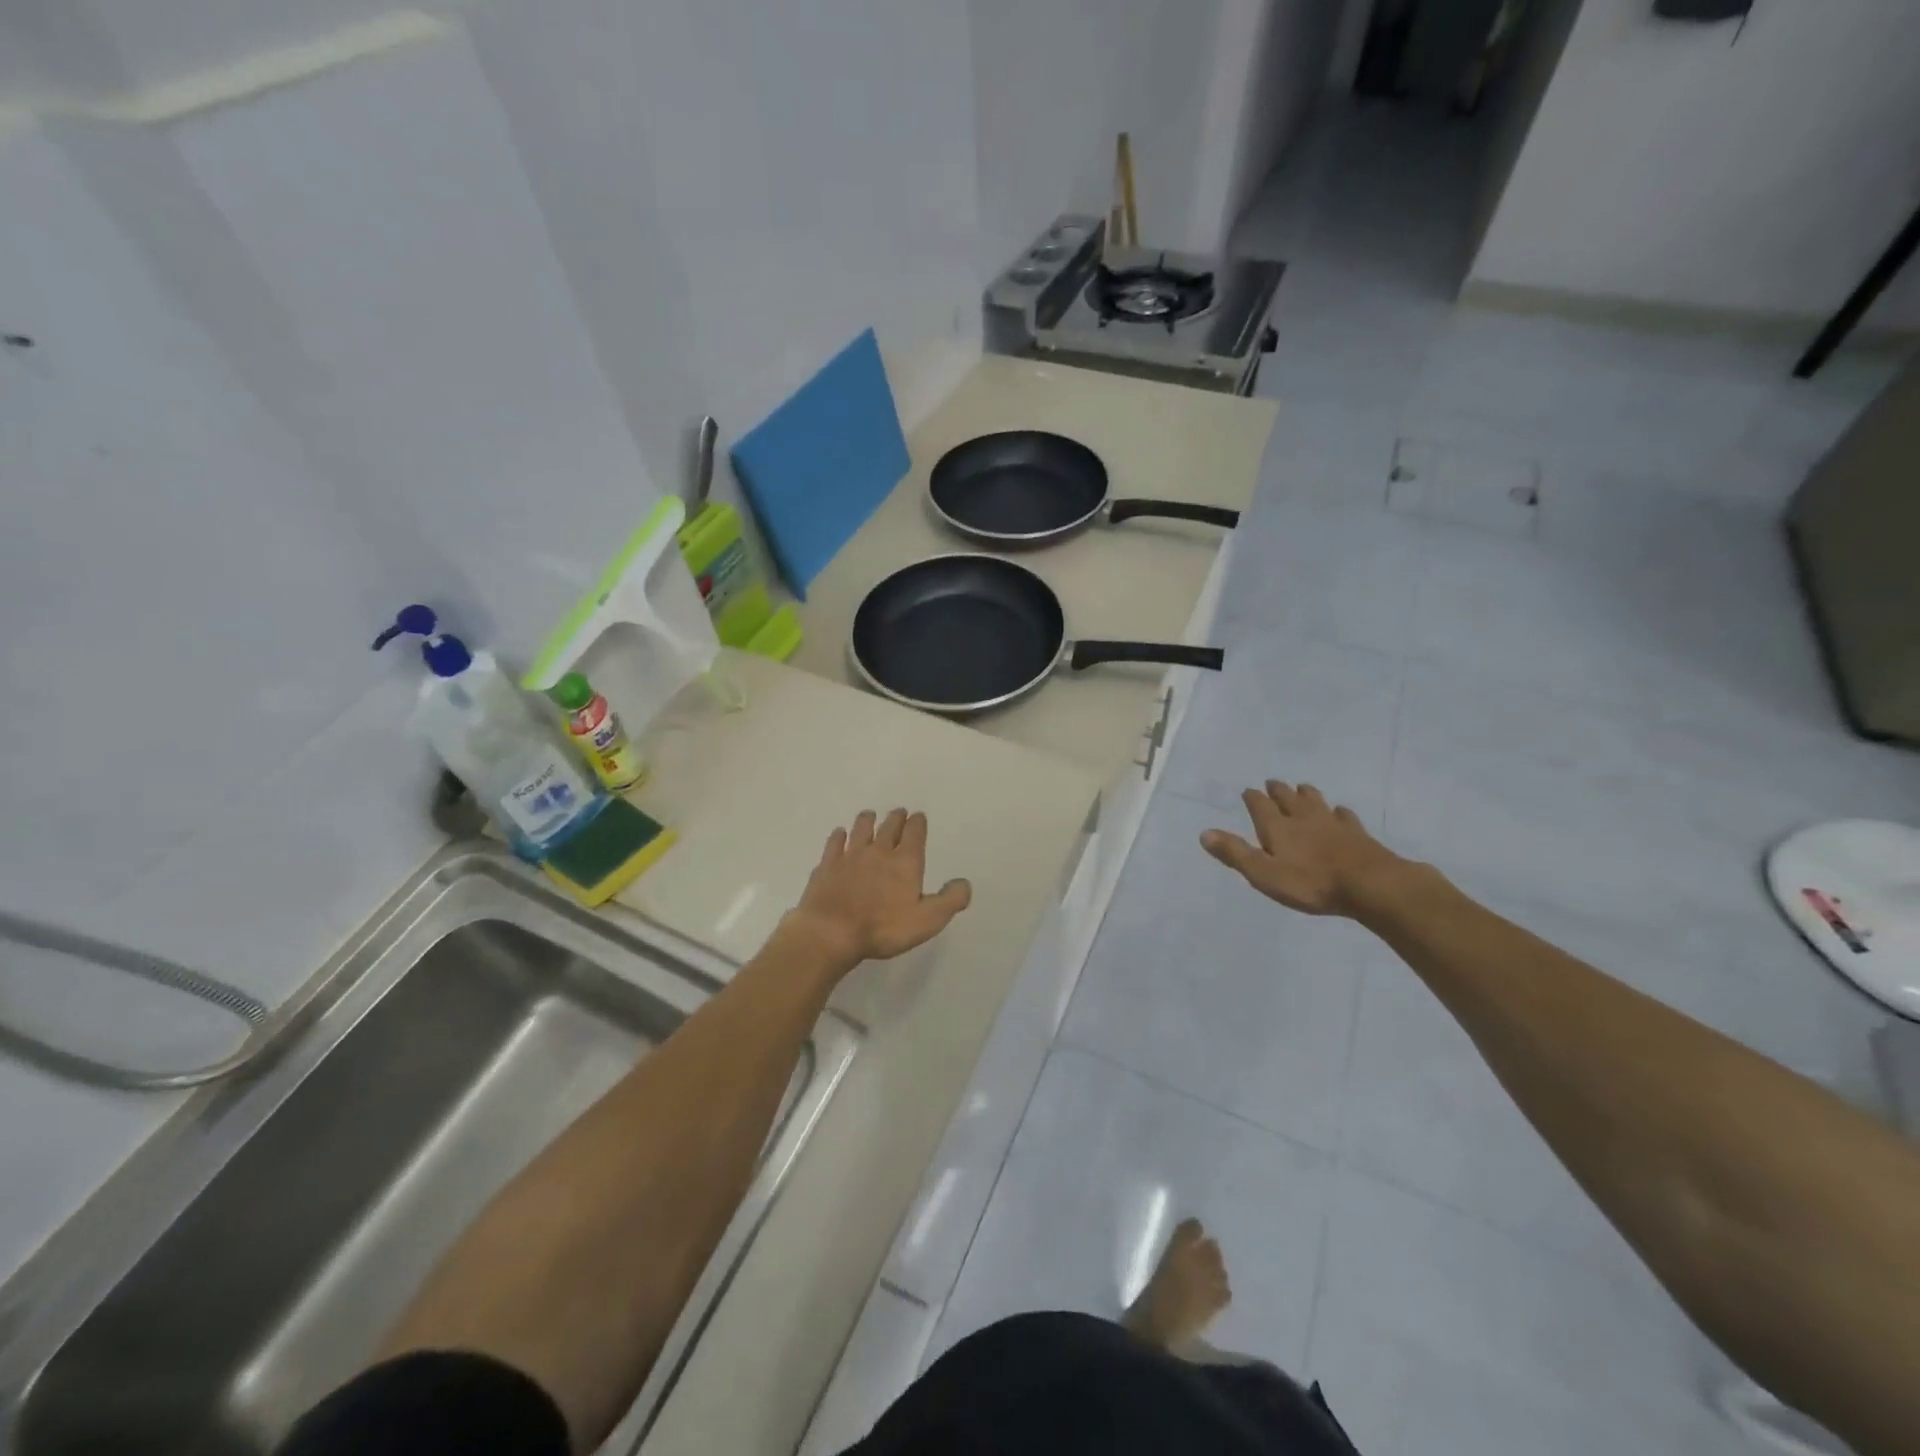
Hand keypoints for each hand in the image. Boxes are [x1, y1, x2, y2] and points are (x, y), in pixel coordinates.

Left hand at [785, 809, 971, 969]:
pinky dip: (838, 836)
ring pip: (861, 830)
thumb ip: (950, 900)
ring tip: (869, 814)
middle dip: (896, 818)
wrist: (831, 931)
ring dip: (867, 820)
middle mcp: (878, 852)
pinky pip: (834, 844)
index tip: (918, 815)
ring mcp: (850, 857)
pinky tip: (839, 834)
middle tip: (899, 812)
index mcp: (905, 862)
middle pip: (889, 828)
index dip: (918, 823)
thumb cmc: (884, 928)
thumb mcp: (928, 920)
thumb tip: (964, 883)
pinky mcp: (827, 866)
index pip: (914, 834)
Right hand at [1200, 781, 1407, 917]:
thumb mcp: (1264, 873)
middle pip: (1288, 798)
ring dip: (1306, 794)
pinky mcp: (1357, 834)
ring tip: (1302, 787)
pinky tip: (1340, 812)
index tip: (1248, 790)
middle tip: (1273, 782)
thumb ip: (1235, 853)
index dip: (1253, 798)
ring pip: (1316, 802)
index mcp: (1277, 827)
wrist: (1369, 885)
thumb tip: (1204, 833)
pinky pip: (1345, 817)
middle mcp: (1303, 818)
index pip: (1260, 806)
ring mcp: (1332, 824)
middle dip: (1278, 791)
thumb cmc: (1310, 882)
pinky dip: (1339, 812)